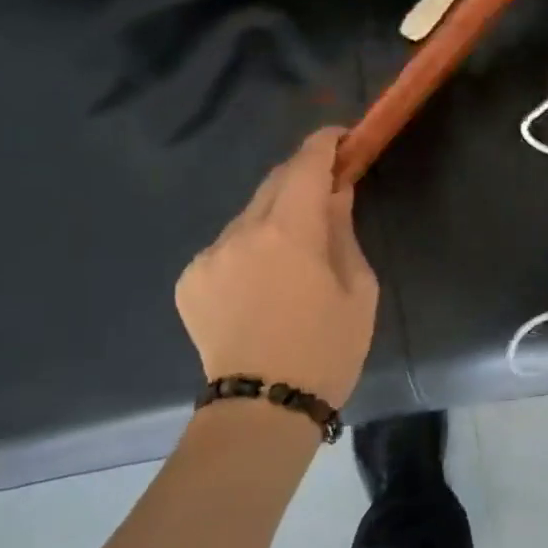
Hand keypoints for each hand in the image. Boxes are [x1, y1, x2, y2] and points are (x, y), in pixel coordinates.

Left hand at [175, 128, 378, 408]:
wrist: (263, 408)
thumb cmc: (326, 349)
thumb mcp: (358, 289)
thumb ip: (343, 231)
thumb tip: (335, 193)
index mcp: (289, 231)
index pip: (305, 163)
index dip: (324, 143)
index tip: (341, 139)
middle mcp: (241, 231)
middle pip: (273, 181)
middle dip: (301, 178)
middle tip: (326, 194)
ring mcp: (208, 255)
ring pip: (248, 215)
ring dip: (274, 218)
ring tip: (293, 256)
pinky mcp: (190, 279)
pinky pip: (226, 246)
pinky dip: (248, 250)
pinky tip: (261, 285)